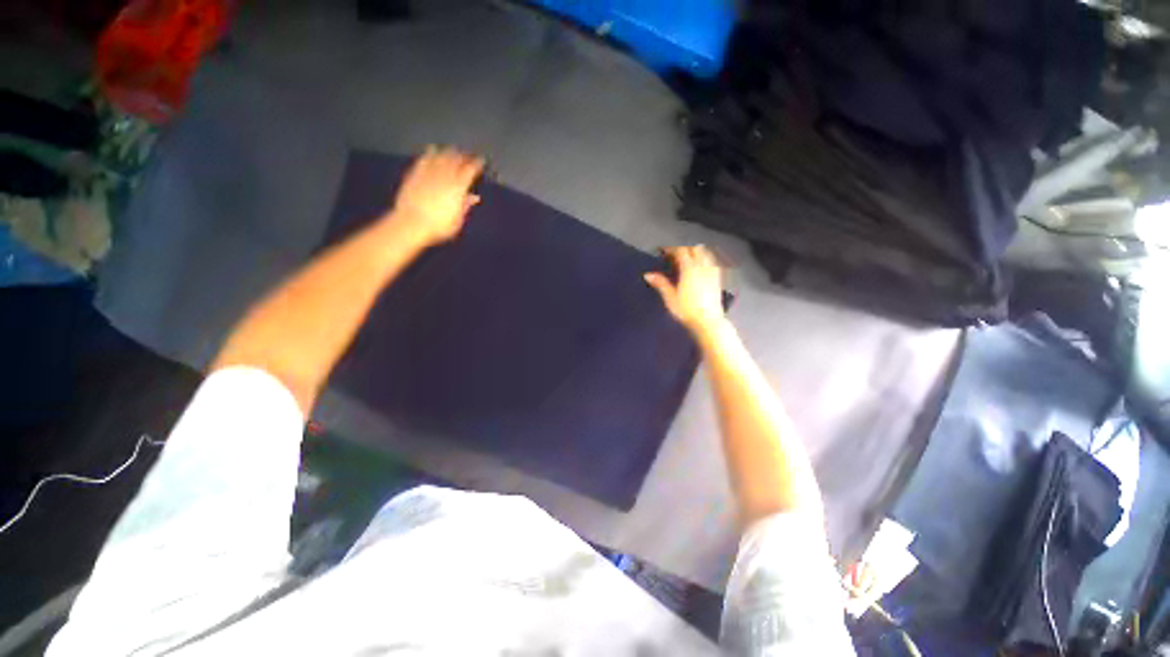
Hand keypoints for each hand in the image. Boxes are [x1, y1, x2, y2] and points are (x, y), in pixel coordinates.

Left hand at [391, 145, 484, 246]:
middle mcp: (444, 176)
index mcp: (458, 187)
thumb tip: (474, 197)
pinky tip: (431, 150)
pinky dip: (429, 153)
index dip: (476, 164)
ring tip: (452, 149)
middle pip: (455, 160)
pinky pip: (424, 159)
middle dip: (463, 156)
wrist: (412, 223)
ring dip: (448, 152)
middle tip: (468, 154)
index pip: (470, 170)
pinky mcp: (415, 174)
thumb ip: (465, 205)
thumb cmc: (439, 226)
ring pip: (440, 156)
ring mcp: (428, 173)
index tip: (481, 160)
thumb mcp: (458, 219)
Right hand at [644, 245, 726, 336]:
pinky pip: (712, 262)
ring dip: (695, 252)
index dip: (671, 249)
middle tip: (674, 255)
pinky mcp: (717, 279)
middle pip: (694, 249)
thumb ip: (660, 284)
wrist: (708, 321)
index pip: (681, 251)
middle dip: (684, 249)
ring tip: (687, 259)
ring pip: (705, 254)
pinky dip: (705, 259)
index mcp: (689, 269)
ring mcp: (712, 272)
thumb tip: (648, 275)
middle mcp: (702, 267)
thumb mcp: (670, 298)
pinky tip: (700, 267)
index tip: (663, 251)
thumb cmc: (686, 310)